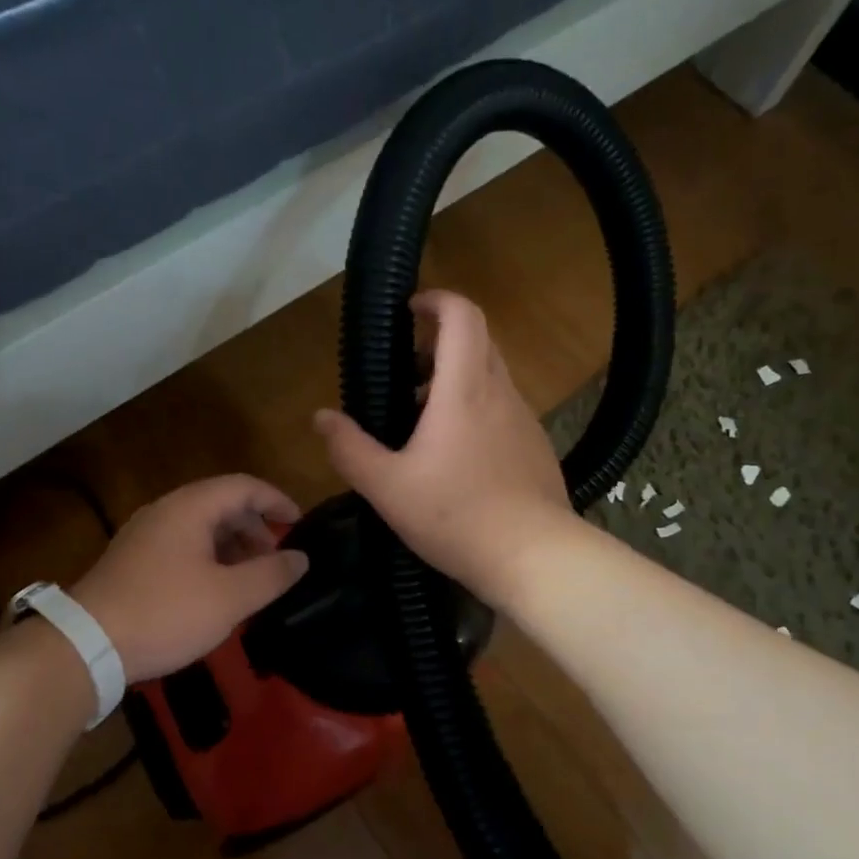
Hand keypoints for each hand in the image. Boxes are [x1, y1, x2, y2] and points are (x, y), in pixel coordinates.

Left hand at [71, 476, 310, 683]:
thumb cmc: (165, 613)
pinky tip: (216, 592)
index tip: (300, 525)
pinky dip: (209, 559)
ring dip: (233, 546)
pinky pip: (182, 546)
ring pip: (201, 527)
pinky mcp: (133, 560)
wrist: (87, 645)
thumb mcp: (229, 598)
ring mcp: (145, 535)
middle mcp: (165, 511)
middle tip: (277, 561)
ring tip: (252, 580)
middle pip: (222, 504)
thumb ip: (271, 574)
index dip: (277, 501)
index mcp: (190, 507)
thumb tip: (300, 558)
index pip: (244, 486)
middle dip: (256, 528)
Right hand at [313, 290, 571, 606]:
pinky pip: (504, 409)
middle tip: (406, 373)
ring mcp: (525, 420)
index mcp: (464, 389)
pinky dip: (477, 410)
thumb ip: (349, 449)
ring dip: (458, 379)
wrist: (535, 558)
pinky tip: (457, 458)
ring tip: (423, 422)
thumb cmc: (455, 516)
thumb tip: (321, 417)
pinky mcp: (536, 447)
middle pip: (479, 340)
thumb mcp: (387, 487)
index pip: (462, 316)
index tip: (411, 309)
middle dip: (442, 342)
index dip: (437, 300)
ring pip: (492, 376)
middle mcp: (500, 393)